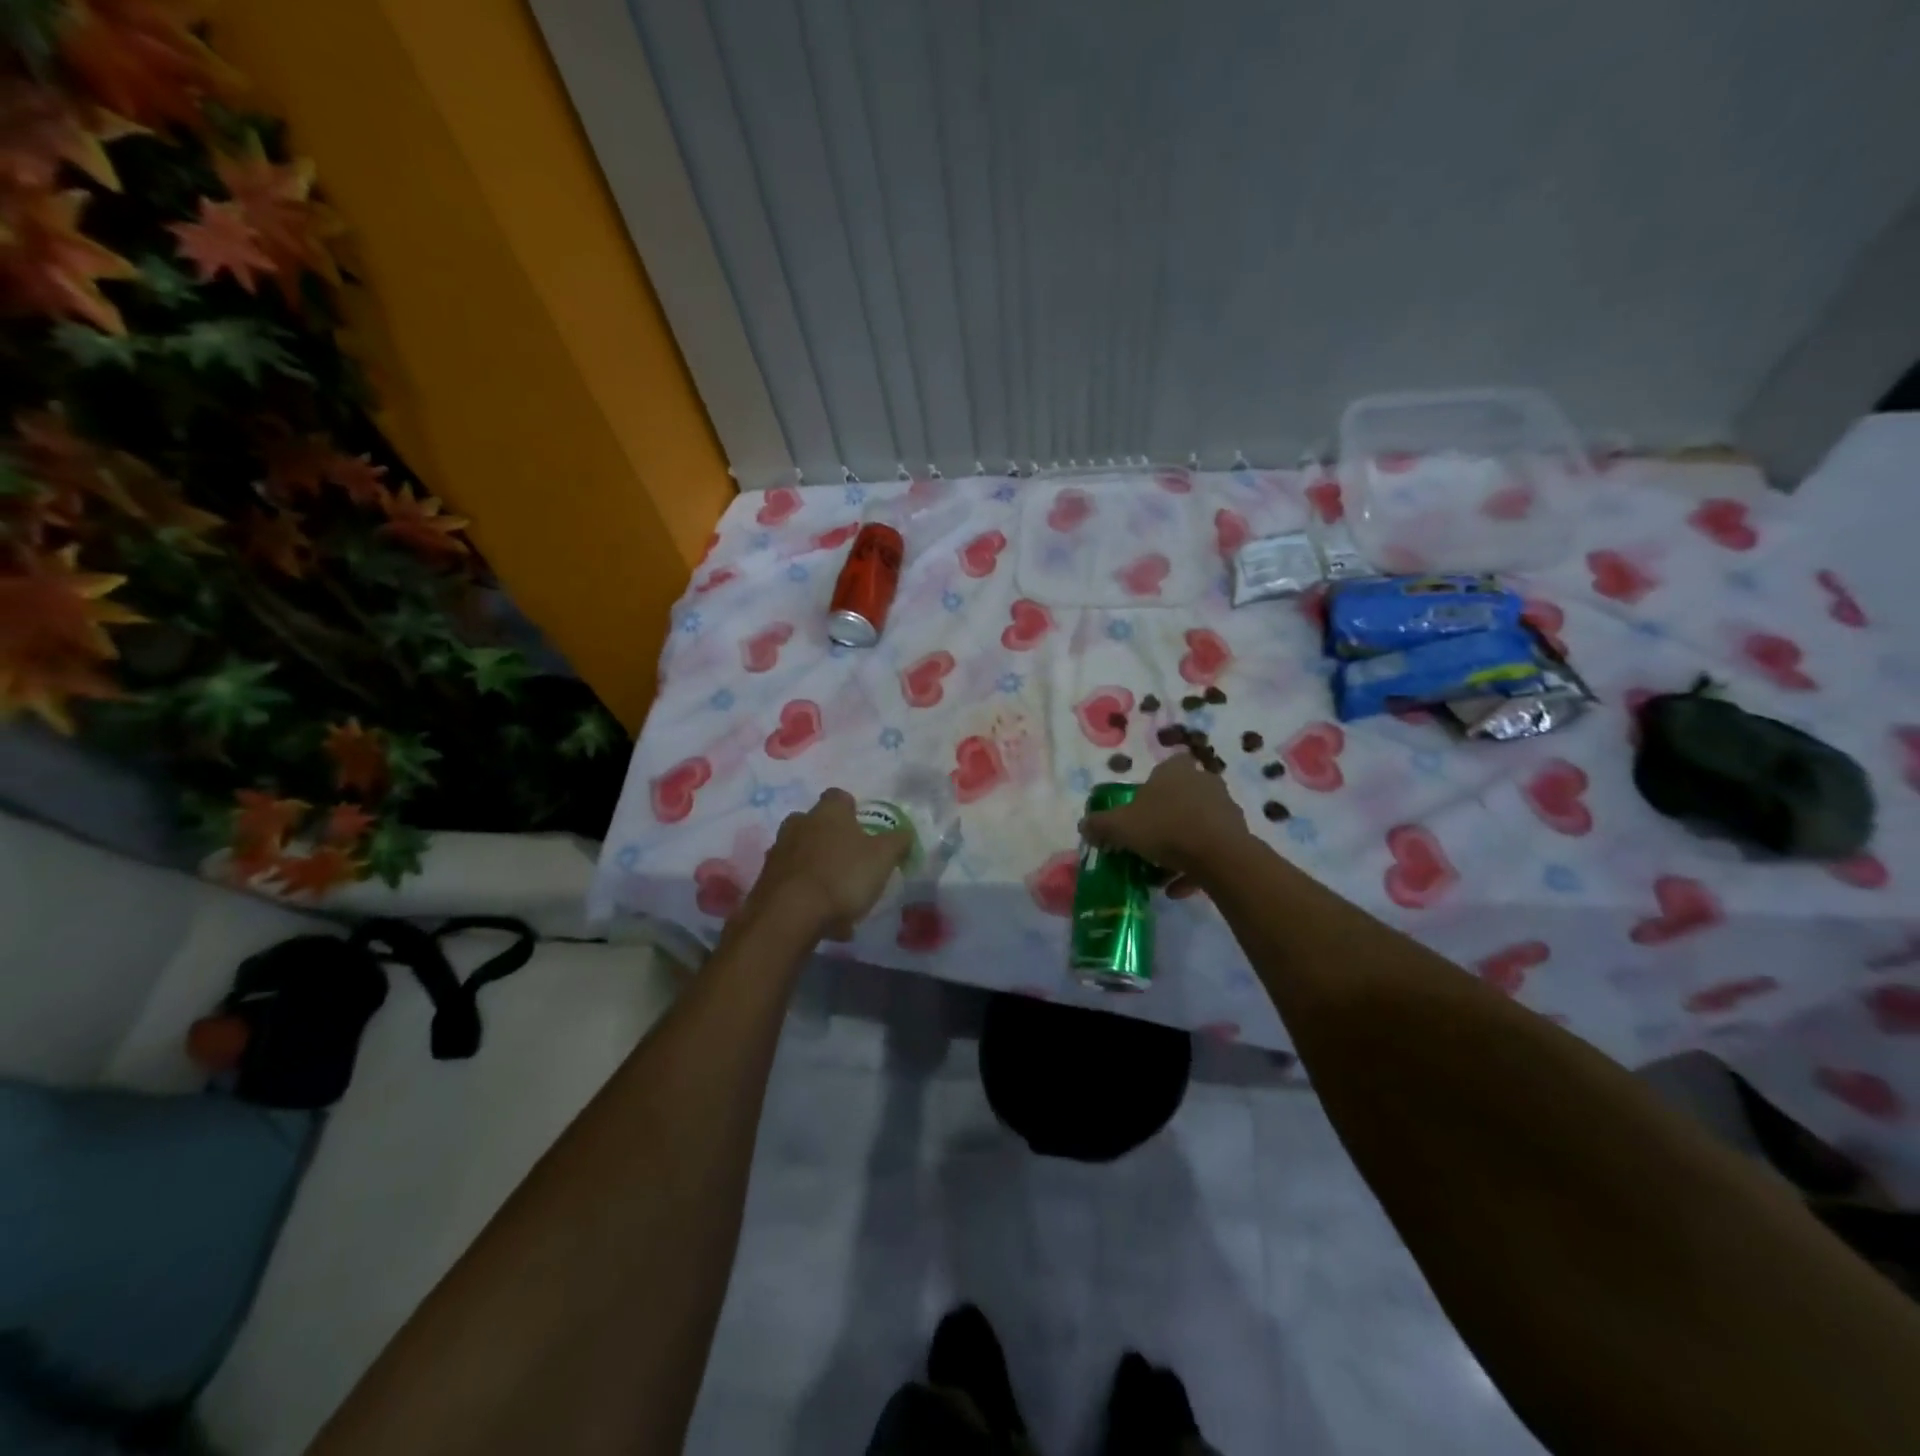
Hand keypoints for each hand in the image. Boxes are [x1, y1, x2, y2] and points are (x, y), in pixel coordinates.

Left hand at [745, 788, 911, 940]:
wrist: (789, 915)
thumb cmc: (842, 876)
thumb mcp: (883, 858)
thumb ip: (897, 841)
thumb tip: (904, 833)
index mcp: (828, 812)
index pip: (839, 797)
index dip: (853, 810)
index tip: (864, 829)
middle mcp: (798, 824)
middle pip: (816, 824)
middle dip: (831, 839)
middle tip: (851, 861)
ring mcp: (778, 852)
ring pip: (803, 854)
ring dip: (818, 868)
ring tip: (838, 897)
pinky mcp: (765, 881)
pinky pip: (793, 882)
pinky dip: (806, 894)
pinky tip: (822, 918)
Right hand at [1080, 754, 1250, 894]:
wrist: (1219, 855)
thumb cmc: (1165, 828)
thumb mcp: (1120, 826)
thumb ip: (1100, 824)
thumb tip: (1084, 825)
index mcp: (1175, 770)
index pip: (1164, 768)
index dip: (1151, 787)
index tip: (1139, 809)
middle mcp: (1203, 782)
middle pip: (1180, 798)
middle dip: (1165, 819)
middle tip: (1147, 842)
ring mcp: (1225, 808)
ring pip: (1196, 825)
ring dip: (1180, 847)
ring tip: (1160, 873)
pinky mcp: (1238, 835)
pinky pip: (1210, 850)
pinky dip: (1194, 867)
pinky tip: (1177, 889)